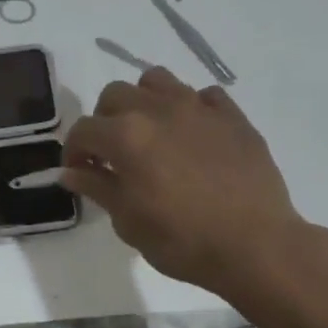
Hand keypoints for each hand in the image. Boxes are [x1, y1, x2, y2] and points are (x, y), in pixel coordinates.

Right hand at [61, 68, 327, 320]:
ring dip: (143, 101)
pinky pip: (203, 96)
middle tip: (111, 152)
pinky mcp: (233, 116)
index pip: (83, 130)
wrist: (257, 247)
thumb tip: (70, 172)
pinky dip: (190, 109)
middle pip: (115, 95)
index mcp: (126, 135)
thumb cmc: (184, 240)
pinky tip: (192, 135)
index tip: (78, 172)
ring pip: (157, 81)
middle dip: (104, 120)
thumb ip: (97, 188)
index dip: (73, 151)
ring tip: (149, 131)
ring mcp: (198, 108)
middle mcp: (158, 109)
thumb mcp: (128, 222)